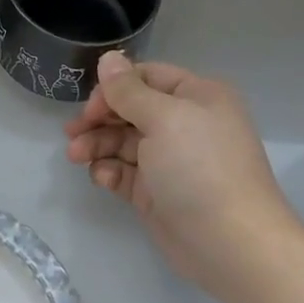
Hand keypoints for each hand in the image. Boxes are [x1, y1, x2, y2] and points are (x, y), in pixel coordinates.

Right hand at [65, 53, 303, 294]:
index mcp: (197, 97)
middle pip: (131, 110)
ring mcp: (171, 161)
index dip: (114, 88)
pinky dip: (110, 172)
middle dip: (100, 119)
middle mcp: (185, 124)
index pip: (146, 77)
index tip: (90, 106)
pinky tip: (102, 179)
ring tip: (76, 157)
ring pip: (123, 143)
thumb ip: (128, 90)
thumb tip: (108, 58)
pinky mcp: (158, 193)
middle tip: (72, 133)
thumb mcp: (164, 118)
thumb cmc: (200, 168)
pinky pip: (126, 173)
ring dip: (97, 146)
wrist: (231, 244)